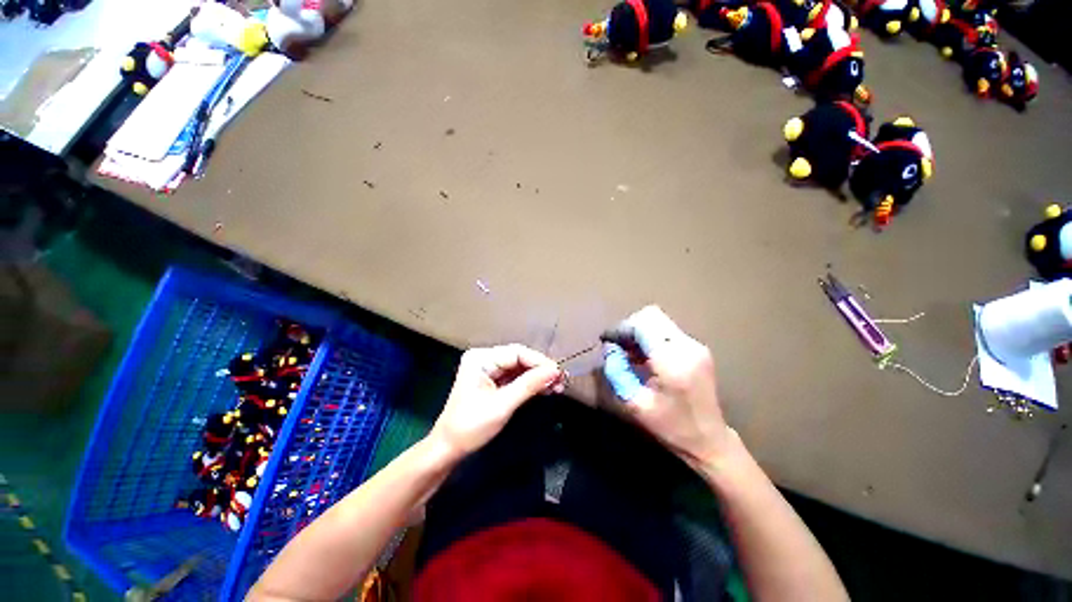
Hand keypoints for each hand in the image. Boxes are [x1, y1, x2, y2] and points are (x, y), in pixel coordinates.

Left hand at [429, 344, 563, 461]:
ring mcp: (488, 369)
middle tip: (561, 381)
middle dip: (540, 369)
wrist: (449, 448)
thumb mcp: (502, 405)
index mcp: (481, 358)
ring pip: (520, 368)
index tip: (559, 373)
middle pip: (520, 359)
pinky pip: (516, 377)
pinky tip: (545, 389)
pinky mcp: (493, 381)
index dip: (539, 362)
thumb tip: (555, 371)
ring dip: (538, 377)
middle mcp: (485, 358)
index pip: (517, 353)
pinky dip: (530, 383)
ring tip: (557, 386)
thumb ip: (529, 385)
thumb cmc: (471, 426)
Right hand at [601, 306, 731, 467]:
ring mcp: (695, 346)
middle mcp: (687, 346)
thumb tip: (610, 348)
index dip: (621, 329)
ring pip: (659, 321)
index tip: (607, 341)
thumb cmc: (670, 427)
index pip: (642, 324)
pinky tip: (646, 357)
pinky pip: (668, 331)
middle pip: (651, 315)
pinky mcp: (698, 349)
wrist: (709, 441)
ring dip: (641, 331)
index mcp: (672, 361)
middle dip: (630, 327)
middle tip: (618, 346)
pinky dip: (651, 337)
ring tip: (630, 352)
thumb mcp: (634, 404)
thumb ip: (617, 372)